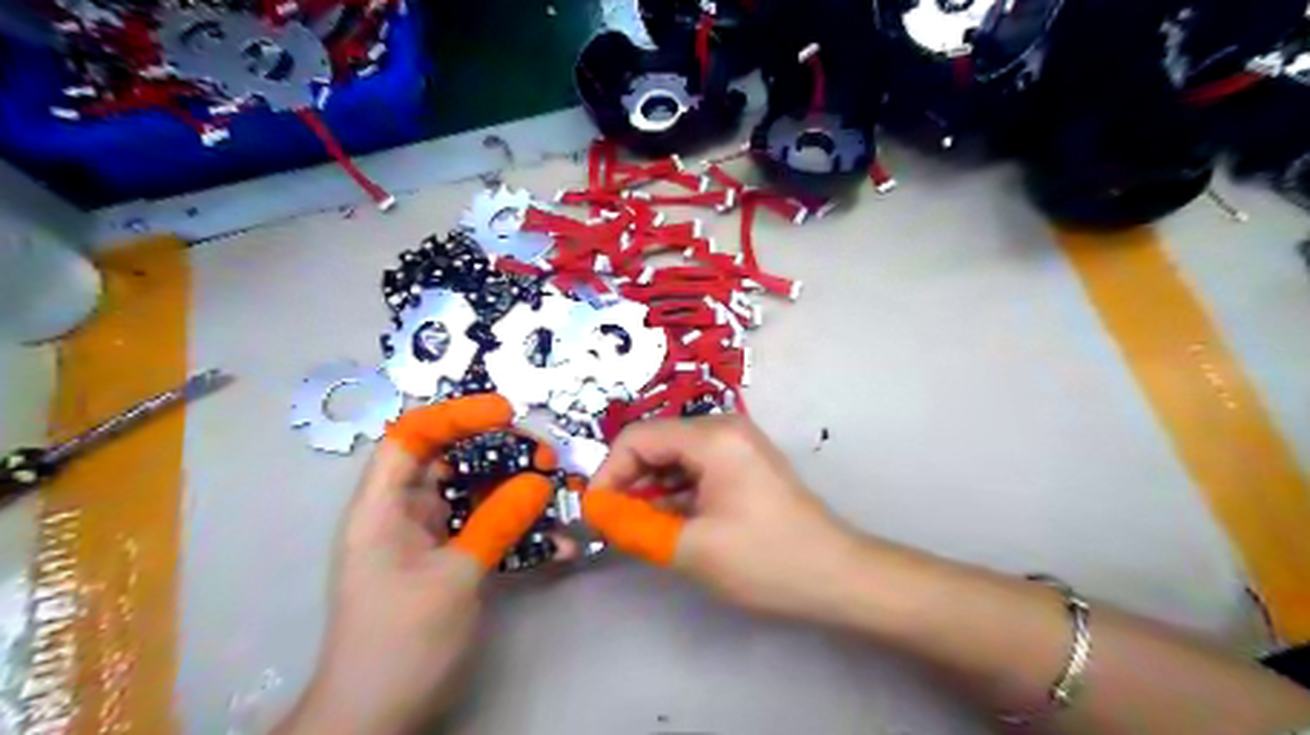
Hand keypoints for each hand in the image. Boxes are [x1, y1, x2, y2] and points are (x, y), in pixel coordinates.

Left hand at [279, 397, 553, 734]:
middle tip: (546, 455)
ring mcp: (429, 537)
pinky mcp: (451, 559)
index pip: (411, 437)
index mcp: (382, 508)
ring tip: (558, 491)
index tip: (505, 412)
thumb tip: (538, 481)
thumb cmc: (400, 643)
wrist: (379, 716)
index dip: (454, 415)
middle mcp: (403, 513)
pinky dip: (518, 530)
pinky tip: (556, 542)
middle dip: (500, 452)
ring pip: (476, 494)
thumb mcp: (454, 579)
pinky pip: (487, 529)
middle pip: (451, 459)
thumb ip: (496, 524)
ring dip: (516, 490)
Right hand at [584, 415, 862, 623]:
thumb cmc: (765, 560)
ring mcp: (736, 443)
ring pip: (673, 456)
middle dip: (628, 481)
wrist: (836, 576)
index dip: (607, 473)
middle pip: (655, 443)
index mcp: (712, 437)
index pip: (637, 438)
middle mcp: (723, 427)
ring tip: (641, 527)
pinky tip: (670, 522)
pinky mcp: (743, 462)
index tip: (595, 513)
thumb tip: (596, 513)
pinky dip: (675, 492)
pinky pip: (695, 467)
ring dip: (650, 489)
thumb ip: (634, 527)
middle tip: (615, 523)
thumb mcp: (690, 548)